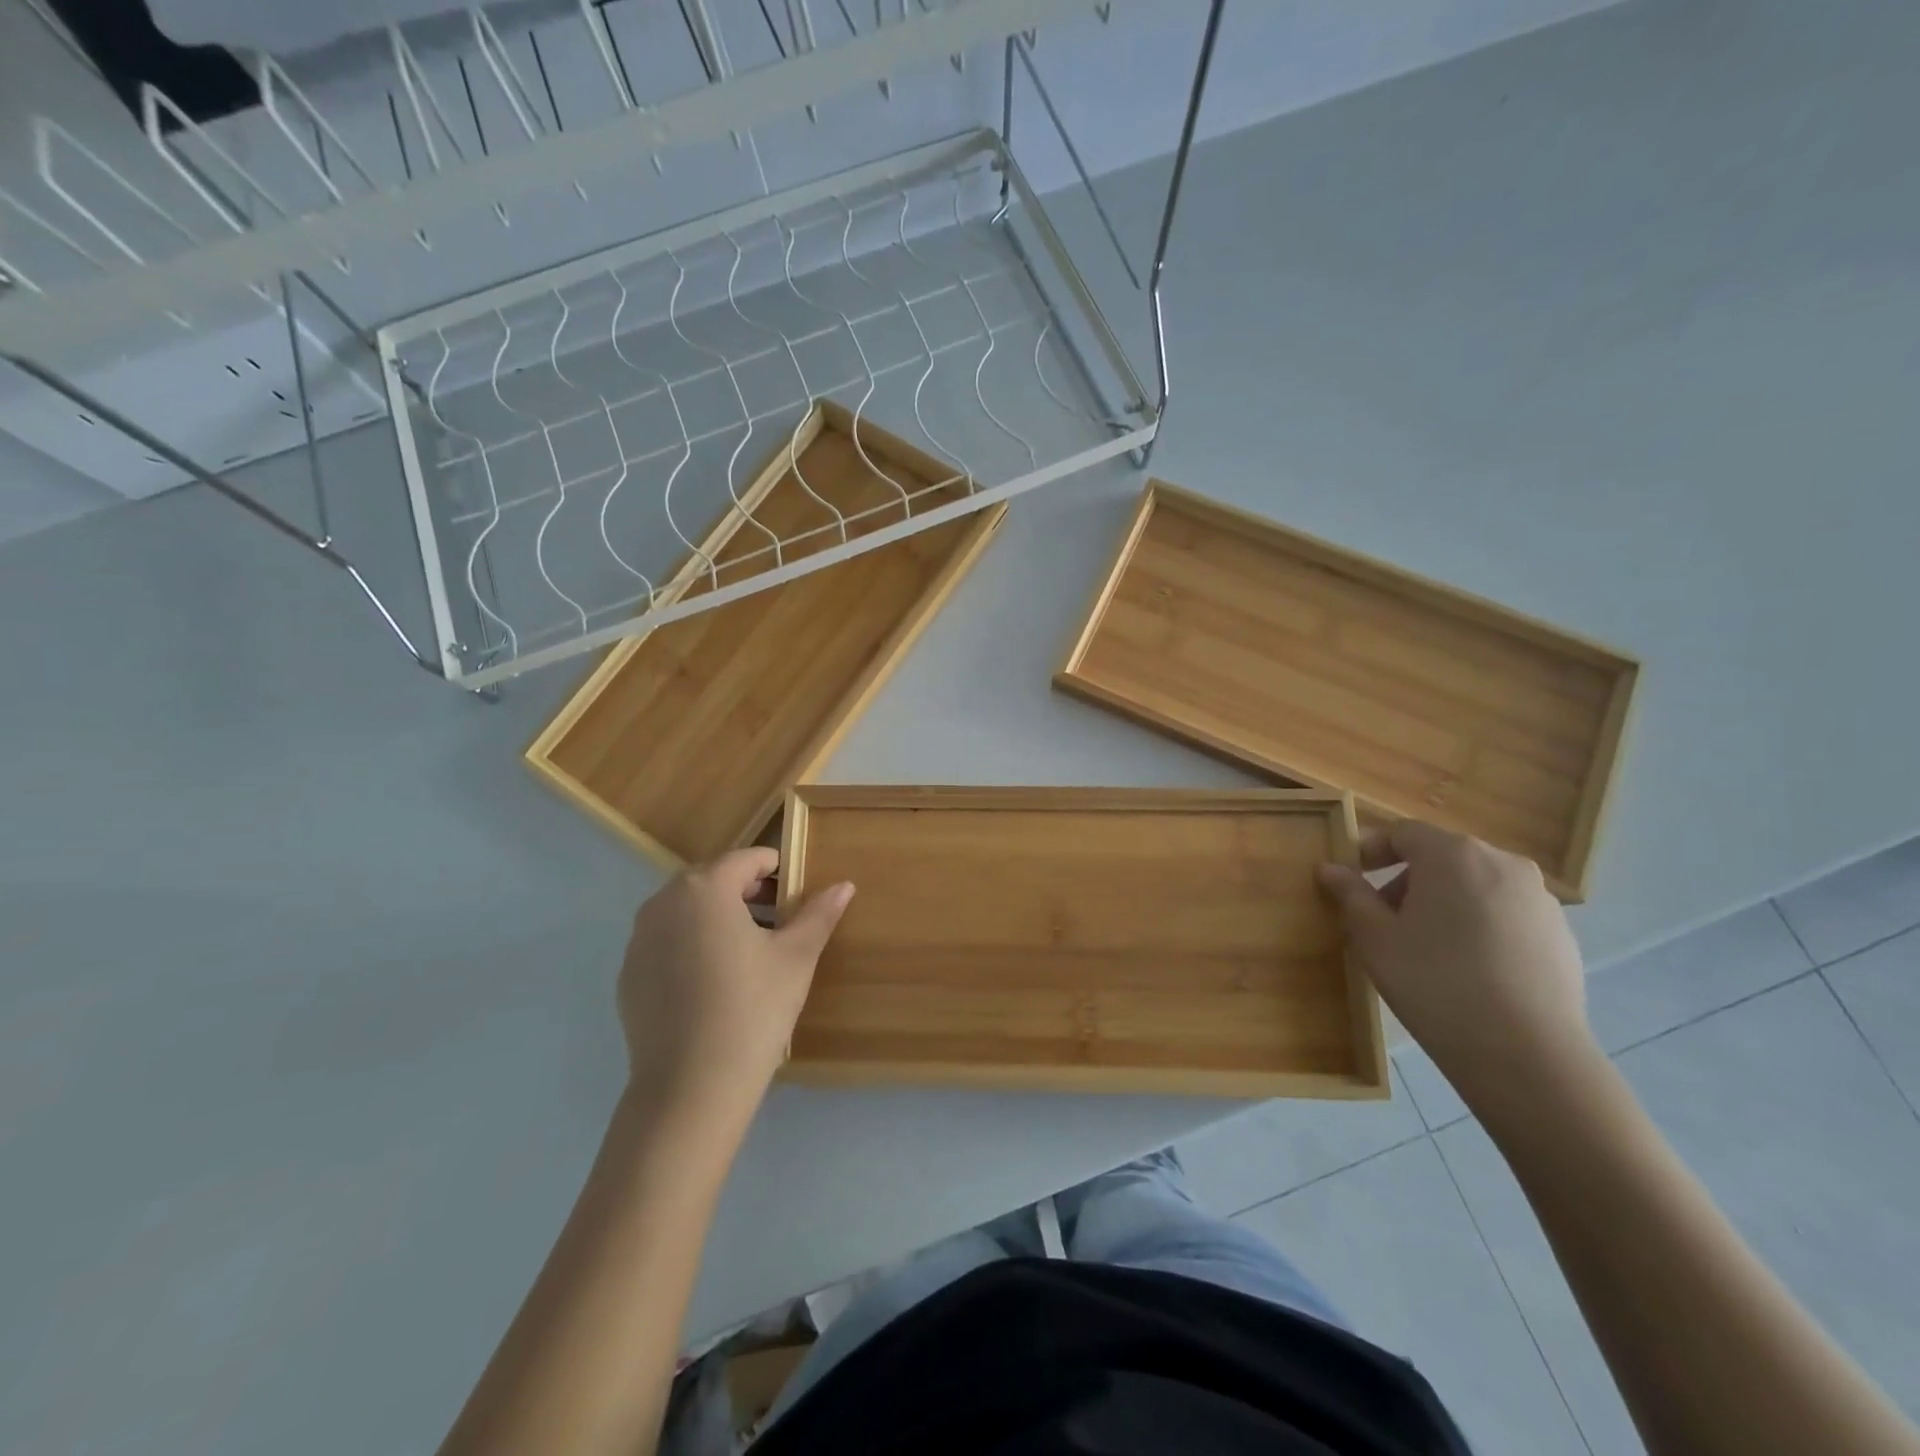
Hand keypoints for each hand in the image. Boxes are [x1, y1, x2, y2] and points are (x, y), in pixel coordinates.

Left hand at [617, 848, 852, 1125]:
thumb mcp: (796, 957)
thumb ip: (818, 914)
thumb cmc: (752, 1009)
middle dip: (746, 892)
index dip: (776, 869)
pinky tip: (714, 984)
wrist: (690, 1087)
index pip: (747, 859)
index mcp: (705, 888)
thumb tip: (844, 885)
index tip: (796, 893)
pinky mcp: (628, 975)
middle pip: (712, 880)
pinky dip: (691, 946)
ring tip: (749, 952)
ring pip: (687, 911)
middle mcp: (664, 903)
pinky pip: (666, 943)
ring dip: (718, 917)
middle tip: (778, 921)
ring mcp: (639, 940)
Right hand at [1316, 820, 1597, 1112]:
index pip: (1402, 833)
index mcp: (1453, 854)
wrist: (1526, 1053)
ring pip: (1476, 886)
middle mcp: (1502, 863)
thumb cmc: (1434, 981)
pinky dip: (1479, 927)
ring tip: (1424, 948)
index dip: (1370, 851)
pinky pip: (1505, 915)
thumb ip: (1351, 894)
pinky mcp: (1561, 935)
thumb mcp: (1374, 937)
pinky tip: (1466, 970)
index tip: (1350, 880)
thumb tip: (1331, 868)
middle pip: (1441, 857)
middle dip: (1407, 881)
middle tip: (1382, 919)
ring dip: (1444, 903)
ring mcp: (1539, 899)